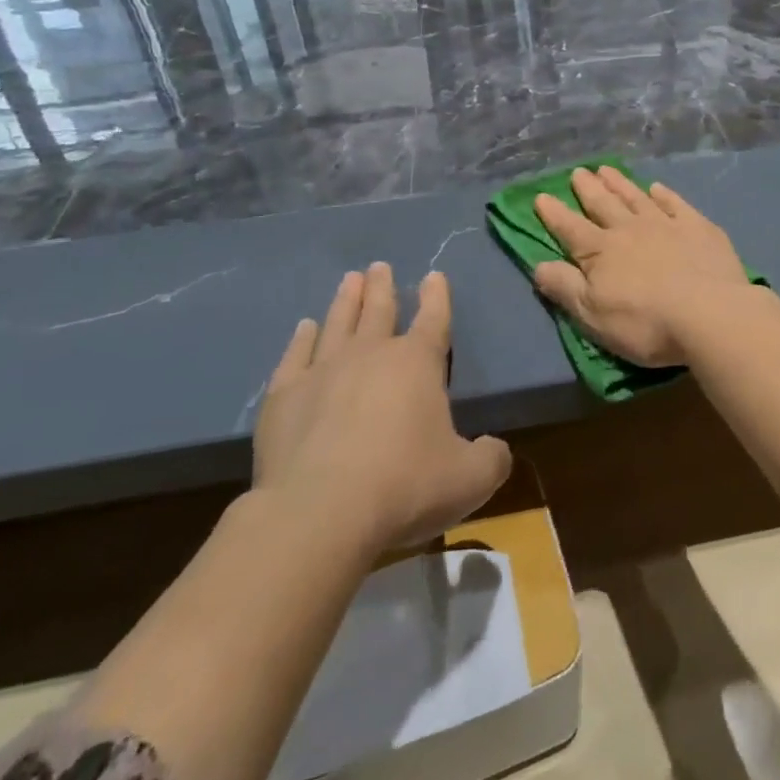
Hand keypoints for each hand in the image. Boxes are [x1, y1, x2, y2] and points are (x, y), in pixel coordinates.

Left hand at [254, 264, 510, 555]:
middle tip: (379, 266)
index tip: (434, 275)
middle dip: (383, 287)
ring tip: (351, 279)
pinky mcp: (284, 396)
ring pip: (339, 322)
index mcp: (418, 363)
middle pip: (380, 310)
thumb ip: (491, 458)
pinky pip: (296, 355)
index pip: (434, 319)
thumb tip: (496, 450)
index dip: (437, 296)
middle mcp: (371, 354)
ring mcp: (323, 370)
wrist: (320, 513)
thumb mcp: (470, 479)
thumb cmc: (405, 486)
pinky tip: (305, 327)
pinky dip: (302, 338)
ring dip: (347, 300)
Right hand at [532, 166, 752, 366]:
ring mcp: (666, 225)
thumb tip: (539, 266)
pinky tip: (657, 188)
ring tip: (607, 170)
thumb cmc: (645, 323)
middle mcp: (630, 229)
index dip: (554, 214)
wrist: (710, 314)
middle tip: (578, 172)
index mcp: (601, 251)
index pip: (570, 229)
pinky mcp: (698, 228)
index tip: (541, 196)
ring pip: (636, 197)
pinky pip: (675, 204)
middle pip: (603, 204)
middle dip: (588, 188)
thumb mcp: (593, 315)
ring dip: (620, 184)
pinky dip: (664, 194)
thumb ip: (565, 288)